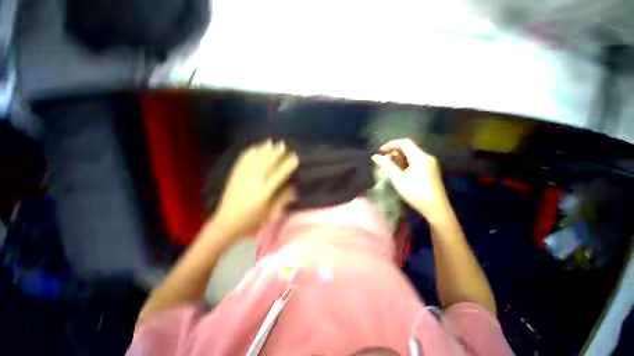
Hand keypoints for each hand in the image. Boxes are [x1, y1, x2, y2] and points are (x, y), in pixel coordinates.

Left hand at [213, 140, 298, 236]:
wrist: (226, 223)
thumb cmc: (252, 221)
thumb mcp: (271, 212)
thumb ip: (283, 198)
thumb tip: (293, 186)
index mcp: (264, 192)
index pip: (279, 174)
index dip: (288, 164)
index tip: (295, 157)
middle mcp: (254, 181)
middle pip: (268, 163)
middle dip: (277, 153)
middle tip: (284, 145)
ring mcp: (242, 177)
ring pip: (256, 159)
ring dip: (264, 149)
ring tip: (272, 142)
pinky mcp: (234, 176)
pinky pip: (242, 161)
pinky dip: (249, 152)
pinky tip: (254, 147)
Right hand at [371, 139, 449, 219]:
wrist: (436, 209)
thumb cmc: (415, 193)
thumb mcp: (398, 179)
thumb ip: (386, 166)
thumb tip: (375, 156)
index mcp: (420, 157)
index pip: (404, 142)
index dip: (391, 144)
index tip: (380, 151)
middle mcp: (426, 157)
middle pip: (408, 148)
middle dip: (393, 152)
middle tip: (383, 162)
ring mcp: (430, 164)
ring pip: (411, 155)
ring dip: (398, 158)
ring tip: (388, 167)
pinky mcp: (430, 170)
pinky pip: (415, 162)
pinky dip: (405, 163)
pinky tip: (399, 172)